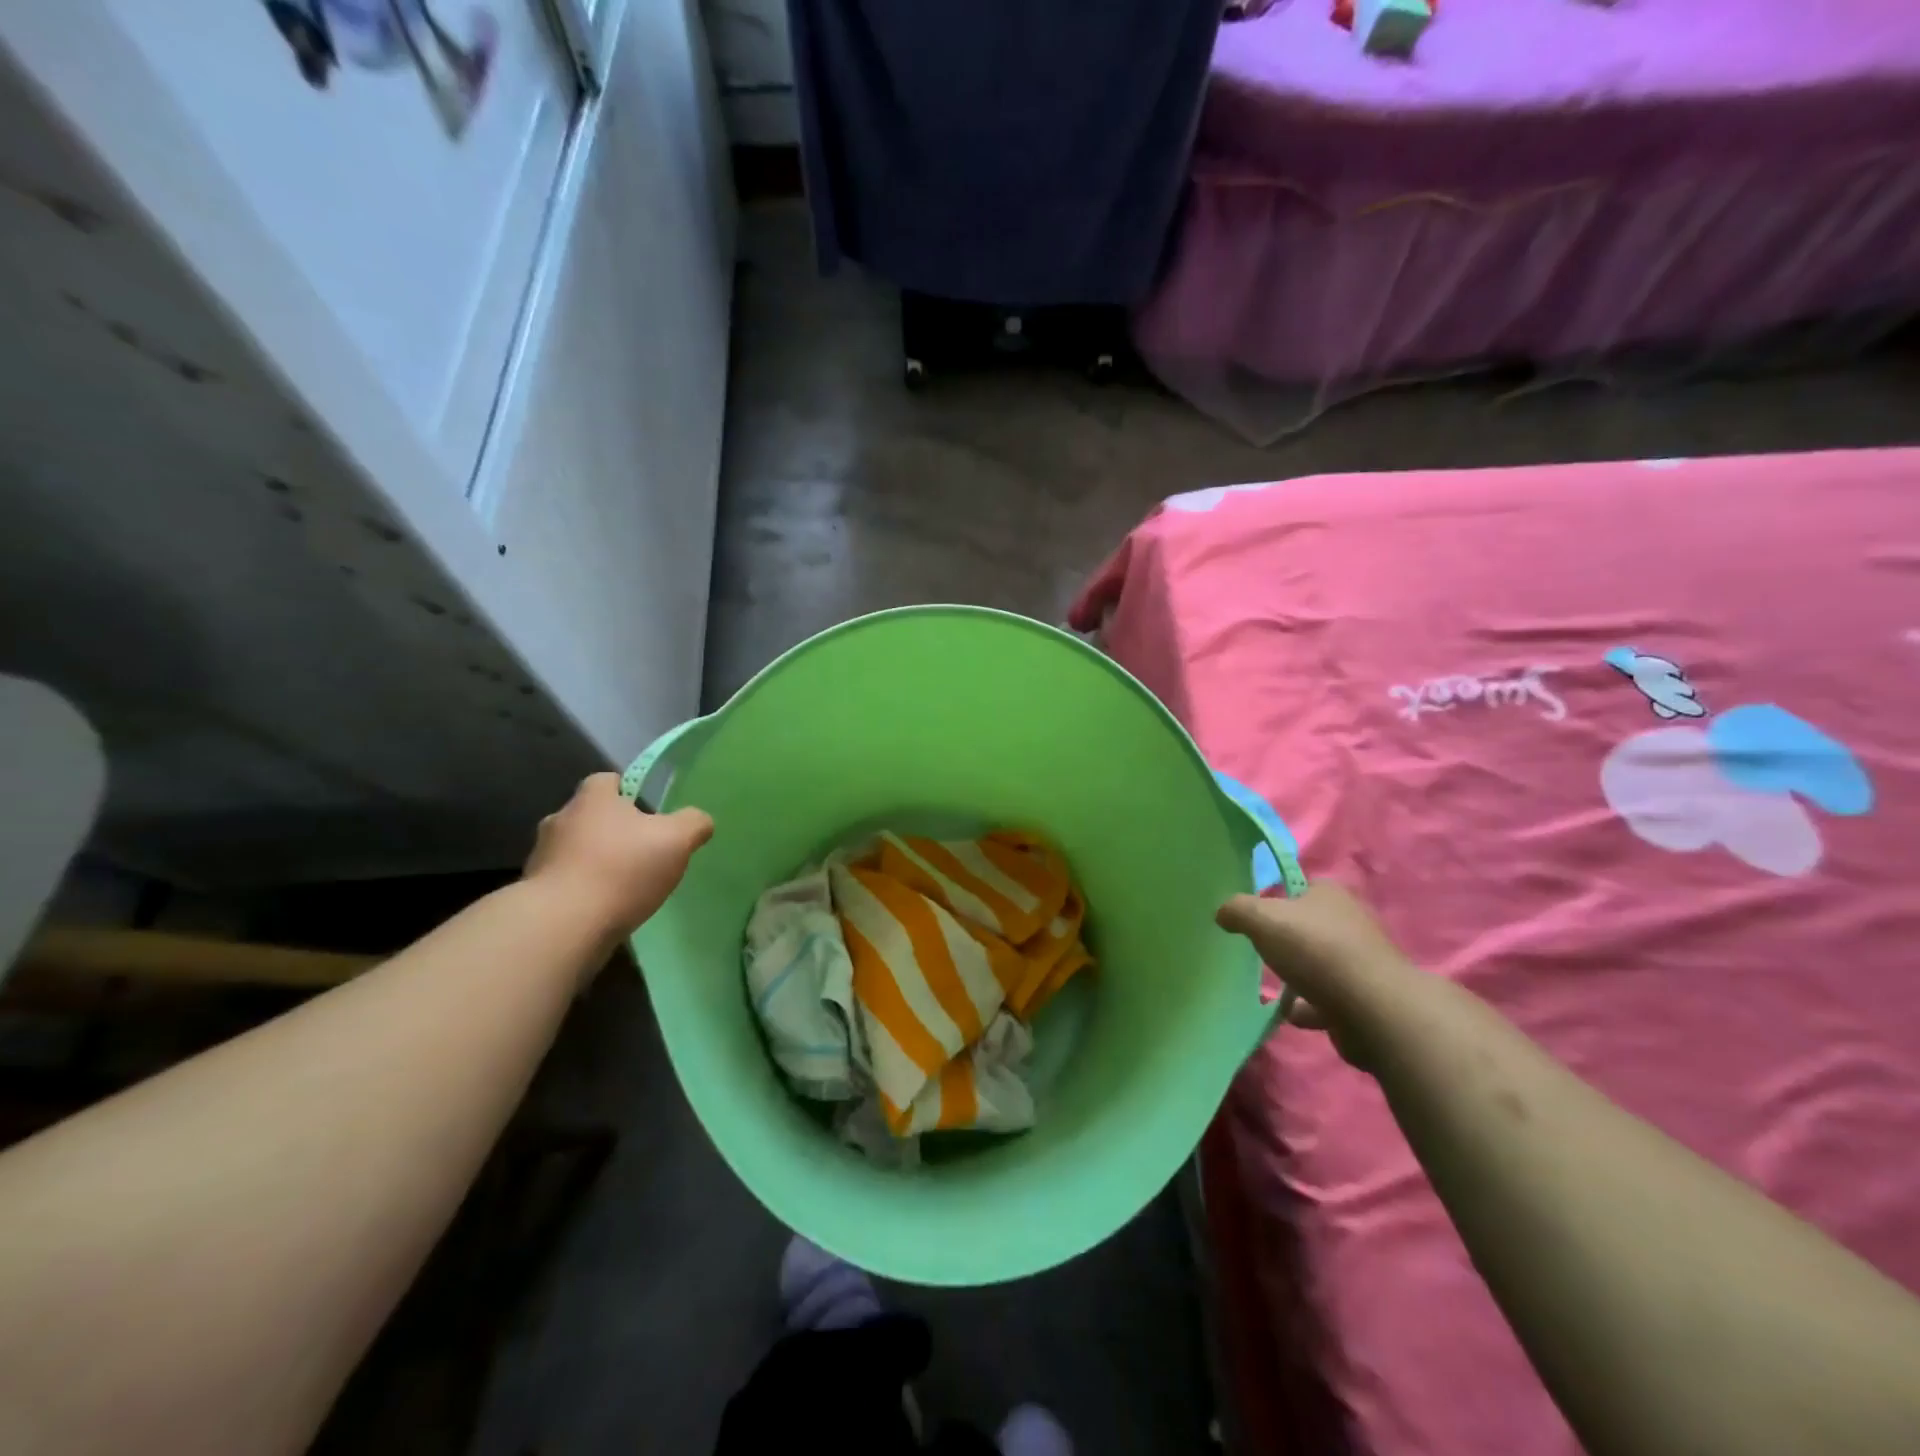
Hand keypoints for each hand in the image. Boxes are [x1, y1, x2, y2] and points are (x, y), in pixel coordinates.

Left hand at [524, 774, 712, 948]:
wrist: (563, 925)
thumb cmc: (622, 869)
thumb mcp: (677, 839)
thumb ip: (693, 823)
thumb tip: (699, 821)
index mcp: (592, 799)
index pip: (607, 780)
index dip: (628, 791)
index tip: (647, 812)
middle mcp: (560, 819)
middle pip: (590, 816)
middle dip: (612, 829)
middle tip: (640, 850)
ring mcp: (542, 856)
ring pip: (574, 850)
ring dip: (594, 861)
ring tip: (622, 885)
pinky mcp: (534, 892)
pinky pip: (564, 882)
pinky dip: (581, 890)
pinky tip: (602, 908)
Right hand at [1216, 883, 1419, 1068]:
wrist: (1371, 1009)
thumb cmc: (1315, 950)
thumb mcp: (1261, 919)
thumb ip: (1236, 910)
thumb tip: (1223, 913)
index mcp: (1330, 894)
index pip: (1300, 886)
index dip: (1277, 897)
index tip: (1255, 915)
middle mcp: (1351, 922)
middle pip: (1310, 925)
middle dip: (1287, 938)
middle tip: (1260, 949)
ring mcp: (1361, 962)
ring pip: (1320, 963)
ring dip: (1299, 975)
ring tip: (1272, 985)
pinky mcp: (1365, 998)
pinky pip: (1328, 998)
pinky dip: (1310, 1006)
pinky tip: (1290, 1014)